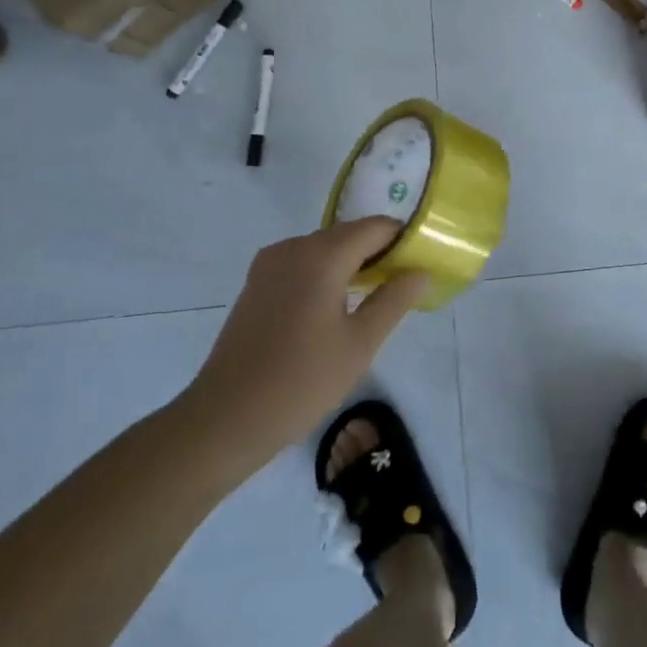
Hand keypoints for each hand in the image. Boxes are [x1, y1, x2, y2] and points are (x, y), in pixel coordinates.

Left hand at [185, 218, 427, 479]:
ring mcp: (270, 263)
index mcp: (322, 255)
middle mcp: (294, 247)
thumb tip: (420, 271)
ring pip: (324, 248)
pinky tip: (334, 308)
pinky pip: (302, 263)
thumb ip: (394, 299)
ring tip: (372, 298)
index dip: (403, 240)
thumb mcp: (360, 344)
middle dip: (379, 252)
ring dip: (351, 263)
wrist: (225, 419)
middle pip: (349, 234)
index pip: (376, 227)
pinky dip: (325, 273)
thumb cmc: (301, 382)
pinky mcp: (256, 283)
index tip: (422, 264)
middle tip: (403, 285)